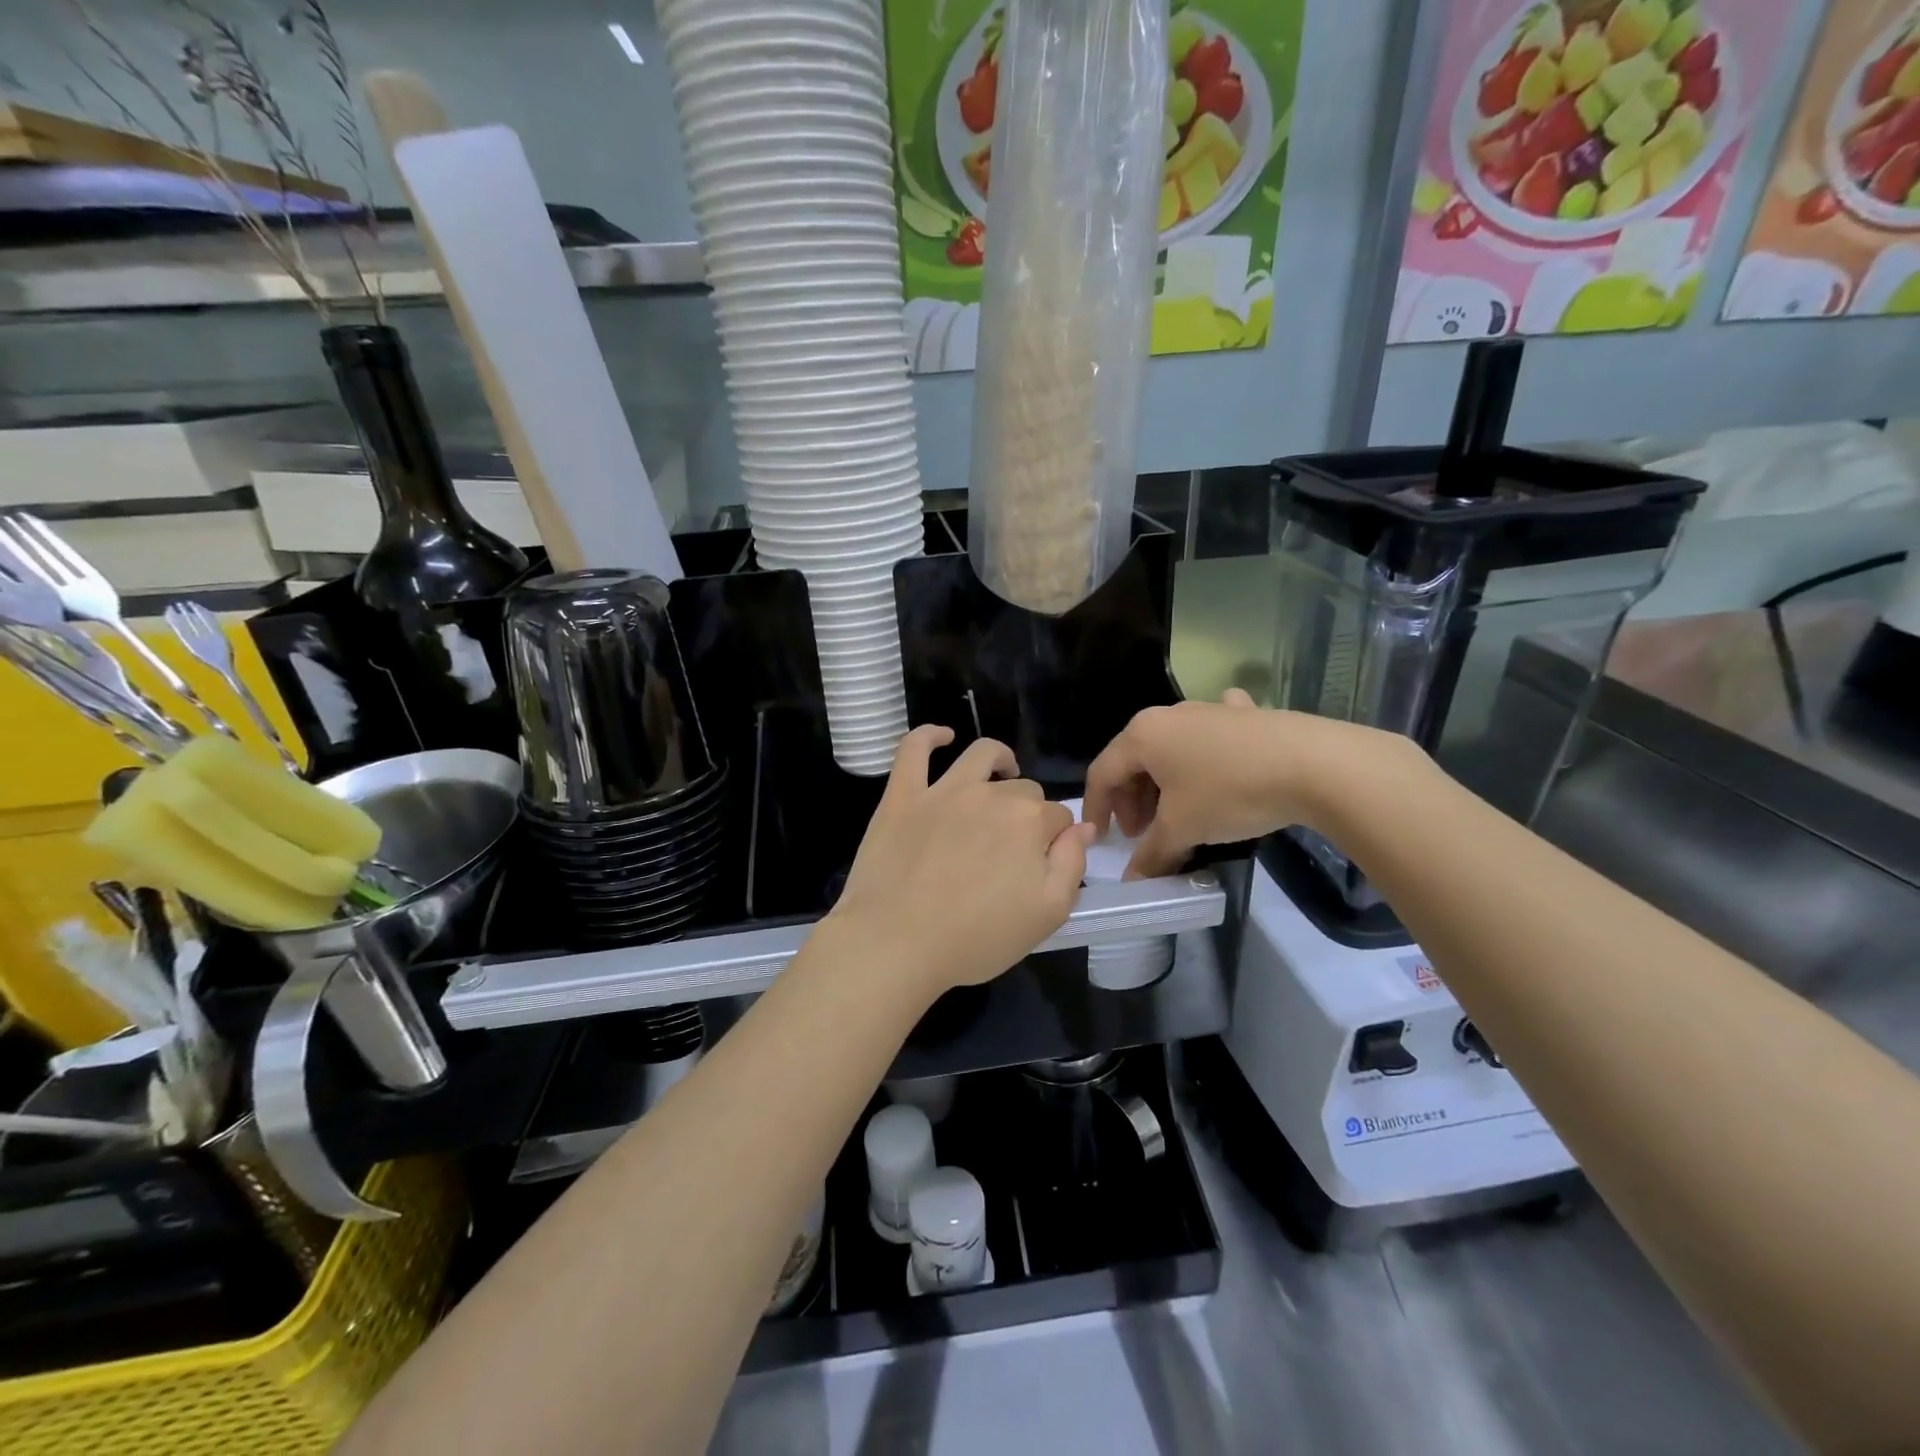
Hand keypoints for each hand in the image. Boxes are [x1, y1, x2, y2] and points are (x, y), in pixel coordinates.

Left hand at [826, 726, 1096, 1002]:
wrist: (896, 943)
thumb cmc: (976, 938)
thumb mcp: (1048, 914)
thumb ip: (1072, 864)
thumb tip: (1083, 827)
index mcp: (1030, 821)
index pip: (1058, 817)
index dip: (1056, 840)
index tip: (1043, 865)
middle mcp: (990, 794)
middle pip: (1023, 790)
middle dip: (1028, 811)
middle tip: (1014, 847)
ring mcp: (943, 790)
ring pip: (981, 755)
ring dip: (999, 760)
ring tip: (1002, 773)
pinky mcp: (902, 795)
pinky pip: (914, 748)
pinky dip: (929, 735)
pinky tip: (942, 736)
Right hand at [1085, 691, 1404, 877]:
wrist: (1314, 764)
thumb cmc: (1231, 792)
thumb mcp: (1183, 829)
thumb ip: (1151, 854)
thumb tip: (1133, 879)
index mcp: (1143, 735)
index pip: (1102, 773)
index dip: (1096, 809)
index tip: (1101, 839)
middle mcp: (1168, 715)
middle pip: (1135, 760)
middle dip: (1132, 800)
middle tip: (1143, 835)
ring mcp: (1208, 710)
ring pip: (1171, 749)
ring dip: (1164, 784)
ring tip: (1178, 815)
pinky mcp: (1244, 715)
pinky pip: (1210, 735)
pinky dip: (1204, 754)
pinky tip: (1219, 763)